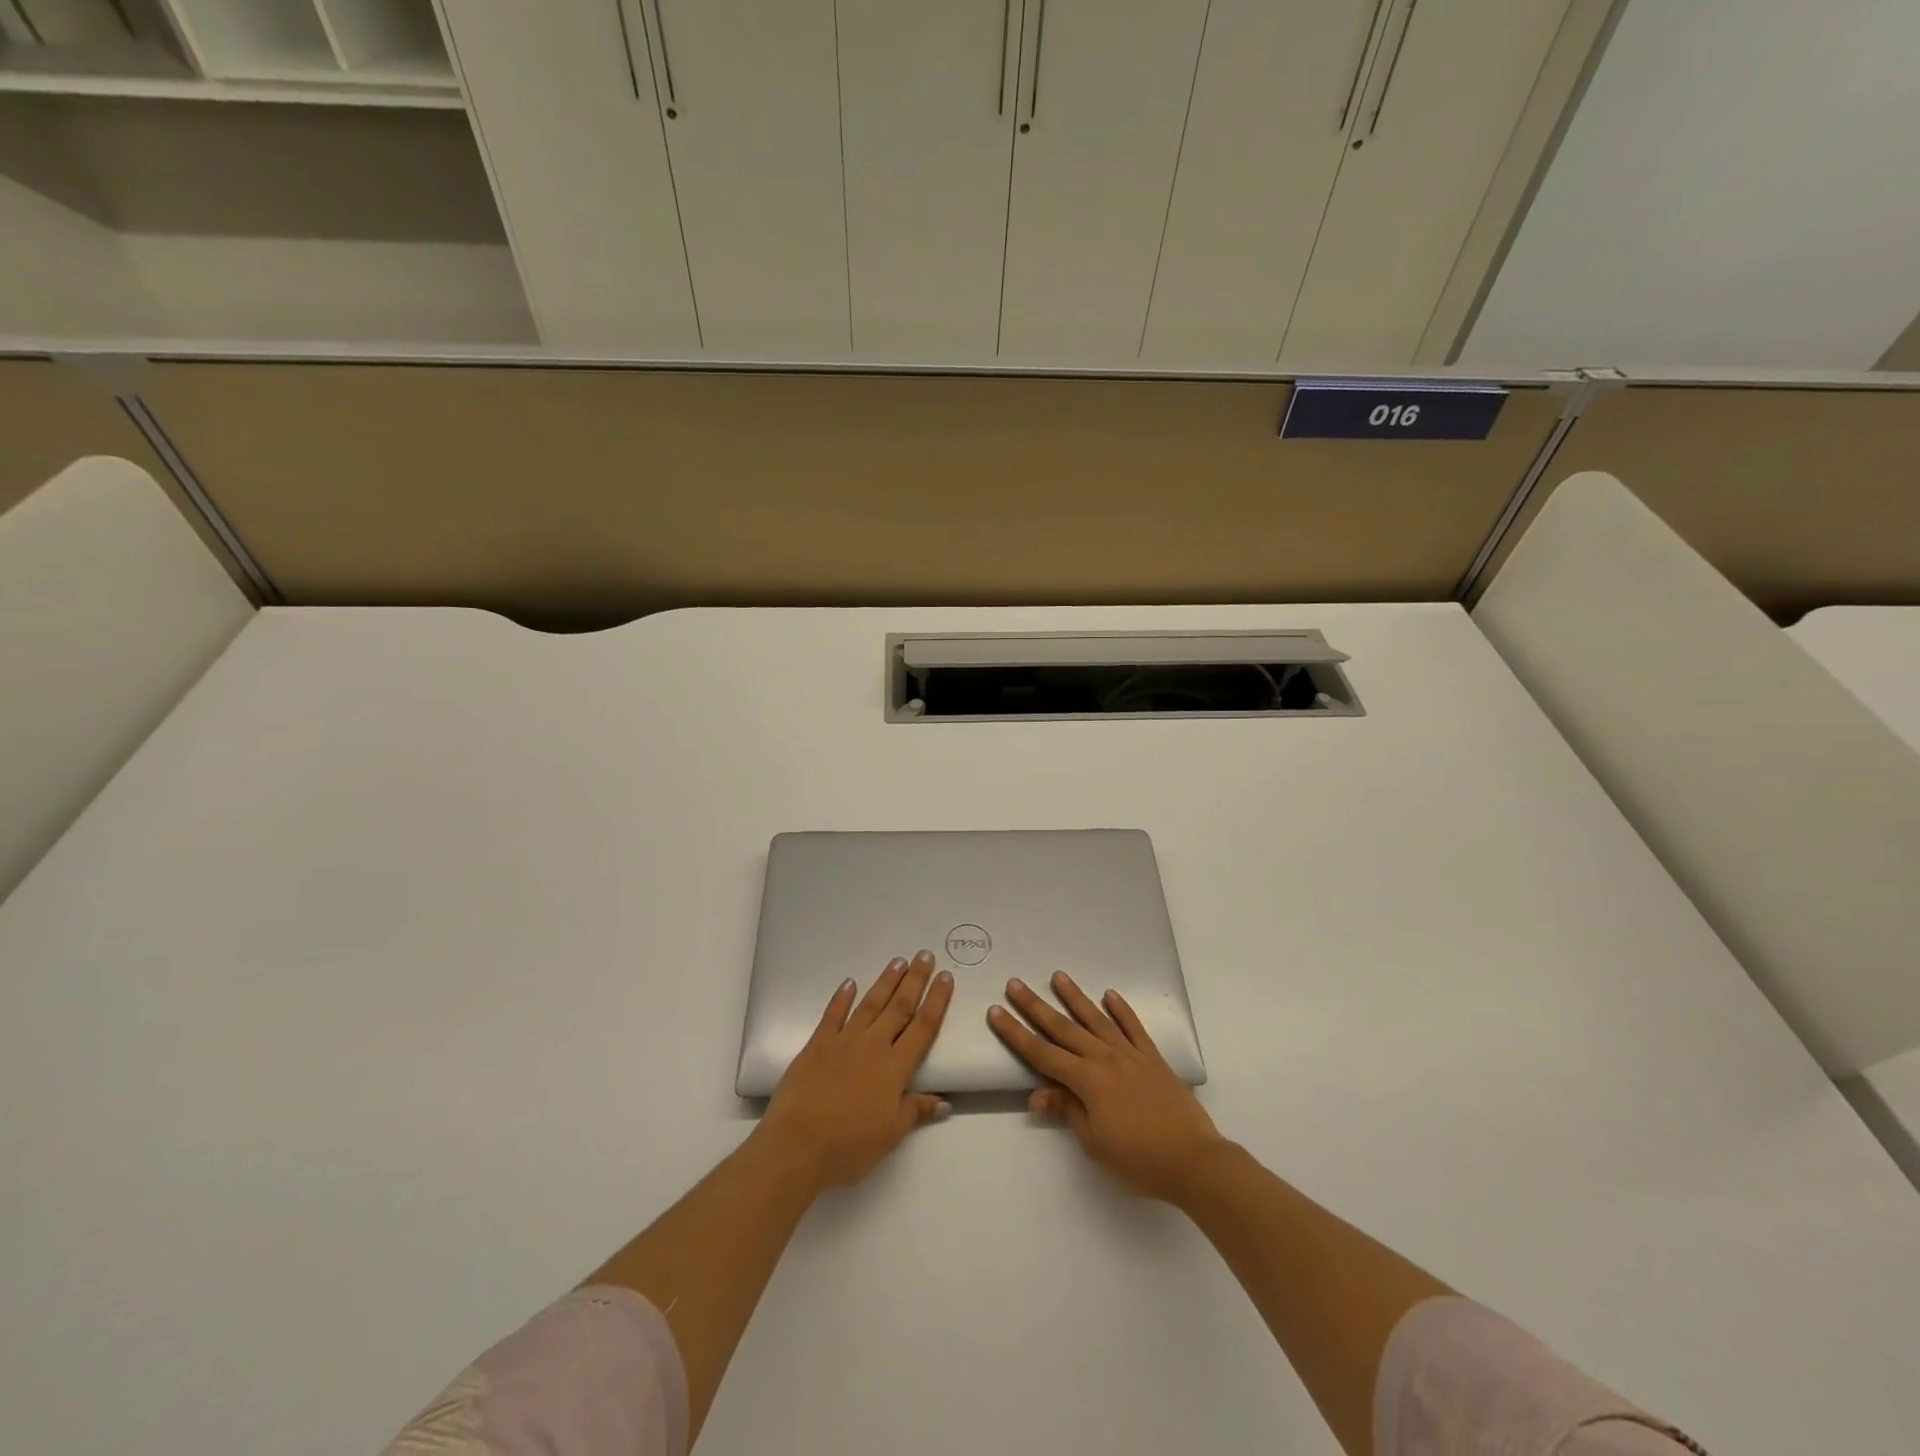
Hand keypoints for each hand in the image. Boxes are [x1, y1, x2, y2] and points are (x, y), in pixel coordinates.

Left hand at [760, 950, 953, 1191]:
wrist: (798, 1144)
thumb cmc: (849, 1145)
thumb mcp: (890, 1135)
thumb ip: (915, 1111)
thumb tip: (945, 1101)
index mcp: (895, 1068)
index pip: (923, 1027)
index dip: (937, 1001)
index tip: (946, 977)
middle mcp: (873, 1046)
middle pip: (899, 1007)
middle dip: (915, 980)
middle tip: (924, 955)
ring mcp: (844, 1041)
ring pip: (870, 1004)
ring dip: (886, 982)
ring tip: (898, 961)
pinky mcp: (817, 1044)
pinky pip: (833, 1015)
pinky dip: (842, 998)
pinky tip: (849, 983)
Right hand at [988, 971, 1225, 1202]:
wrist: (1194, 1161)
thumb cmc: (1139, 1159)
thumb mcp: (1094, 1143)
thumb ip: (1067, 1111)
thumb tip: (1038, 1093)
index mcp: (1086, 1080)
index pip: (1041, 1053)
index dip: (1016, 1033)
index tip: (996, 1012)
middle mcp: (1104, 1058)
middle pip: (1063, 1028)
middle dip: (1035, 1006)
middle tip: (1014, 983)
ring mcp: (1130, 1054)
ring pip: (1096, 1019)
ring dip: (1075, 997)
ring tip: (1058, 976)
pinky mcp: (1153, 1058)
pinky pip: (1133, 1027)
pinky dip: (1122, 1010)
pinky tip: (1110, 994)